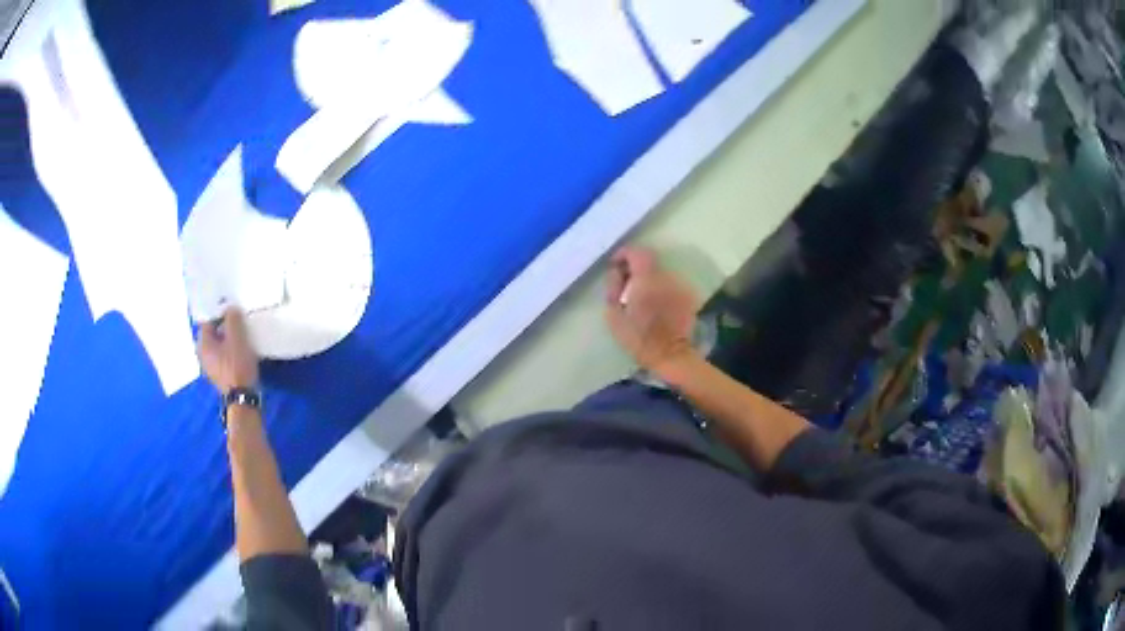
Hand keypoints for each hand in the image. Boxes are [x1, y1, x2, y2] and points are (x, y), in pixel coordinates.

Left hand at [198, 307, 259, 393]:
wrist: (242, 398)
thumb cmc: (237, 366)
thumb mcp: (237, 338)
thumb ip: (232, 319)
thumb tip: (230, 308)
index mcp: (202, 343)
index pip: (208, 320)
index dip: (220, 312)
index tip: (233, 310)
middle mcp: (202, 354)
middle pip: (212, 333)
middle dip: (224, 326)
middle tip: (238, 322)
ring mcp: (210, 367)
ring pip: (218, 345)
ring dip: (227, 339)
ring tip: (241, 336)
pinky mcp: (219, 375)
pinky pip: (222, 356)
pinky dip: (229, 351)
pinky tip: (240, 352)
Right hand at [604, 246, 699, 375]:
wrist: (671, 356)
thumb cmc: (639, 339)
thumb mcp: (613, 315)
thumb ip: (613, 288)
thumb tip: (616, 273)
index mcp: (646, 279)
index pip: (637, 252)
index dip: (624, 254)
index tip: (616, 265)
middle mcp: (666, 277)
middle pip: (649, 261)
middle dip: (635, 268)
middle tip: (626, 283)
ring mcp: (680, 286)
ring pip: (660, 274)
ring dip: (649, 280)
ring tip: (641, 297)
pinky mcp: (688, 296)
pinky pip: (670, 285)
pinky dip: (661, 290)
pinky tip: (656, 306)